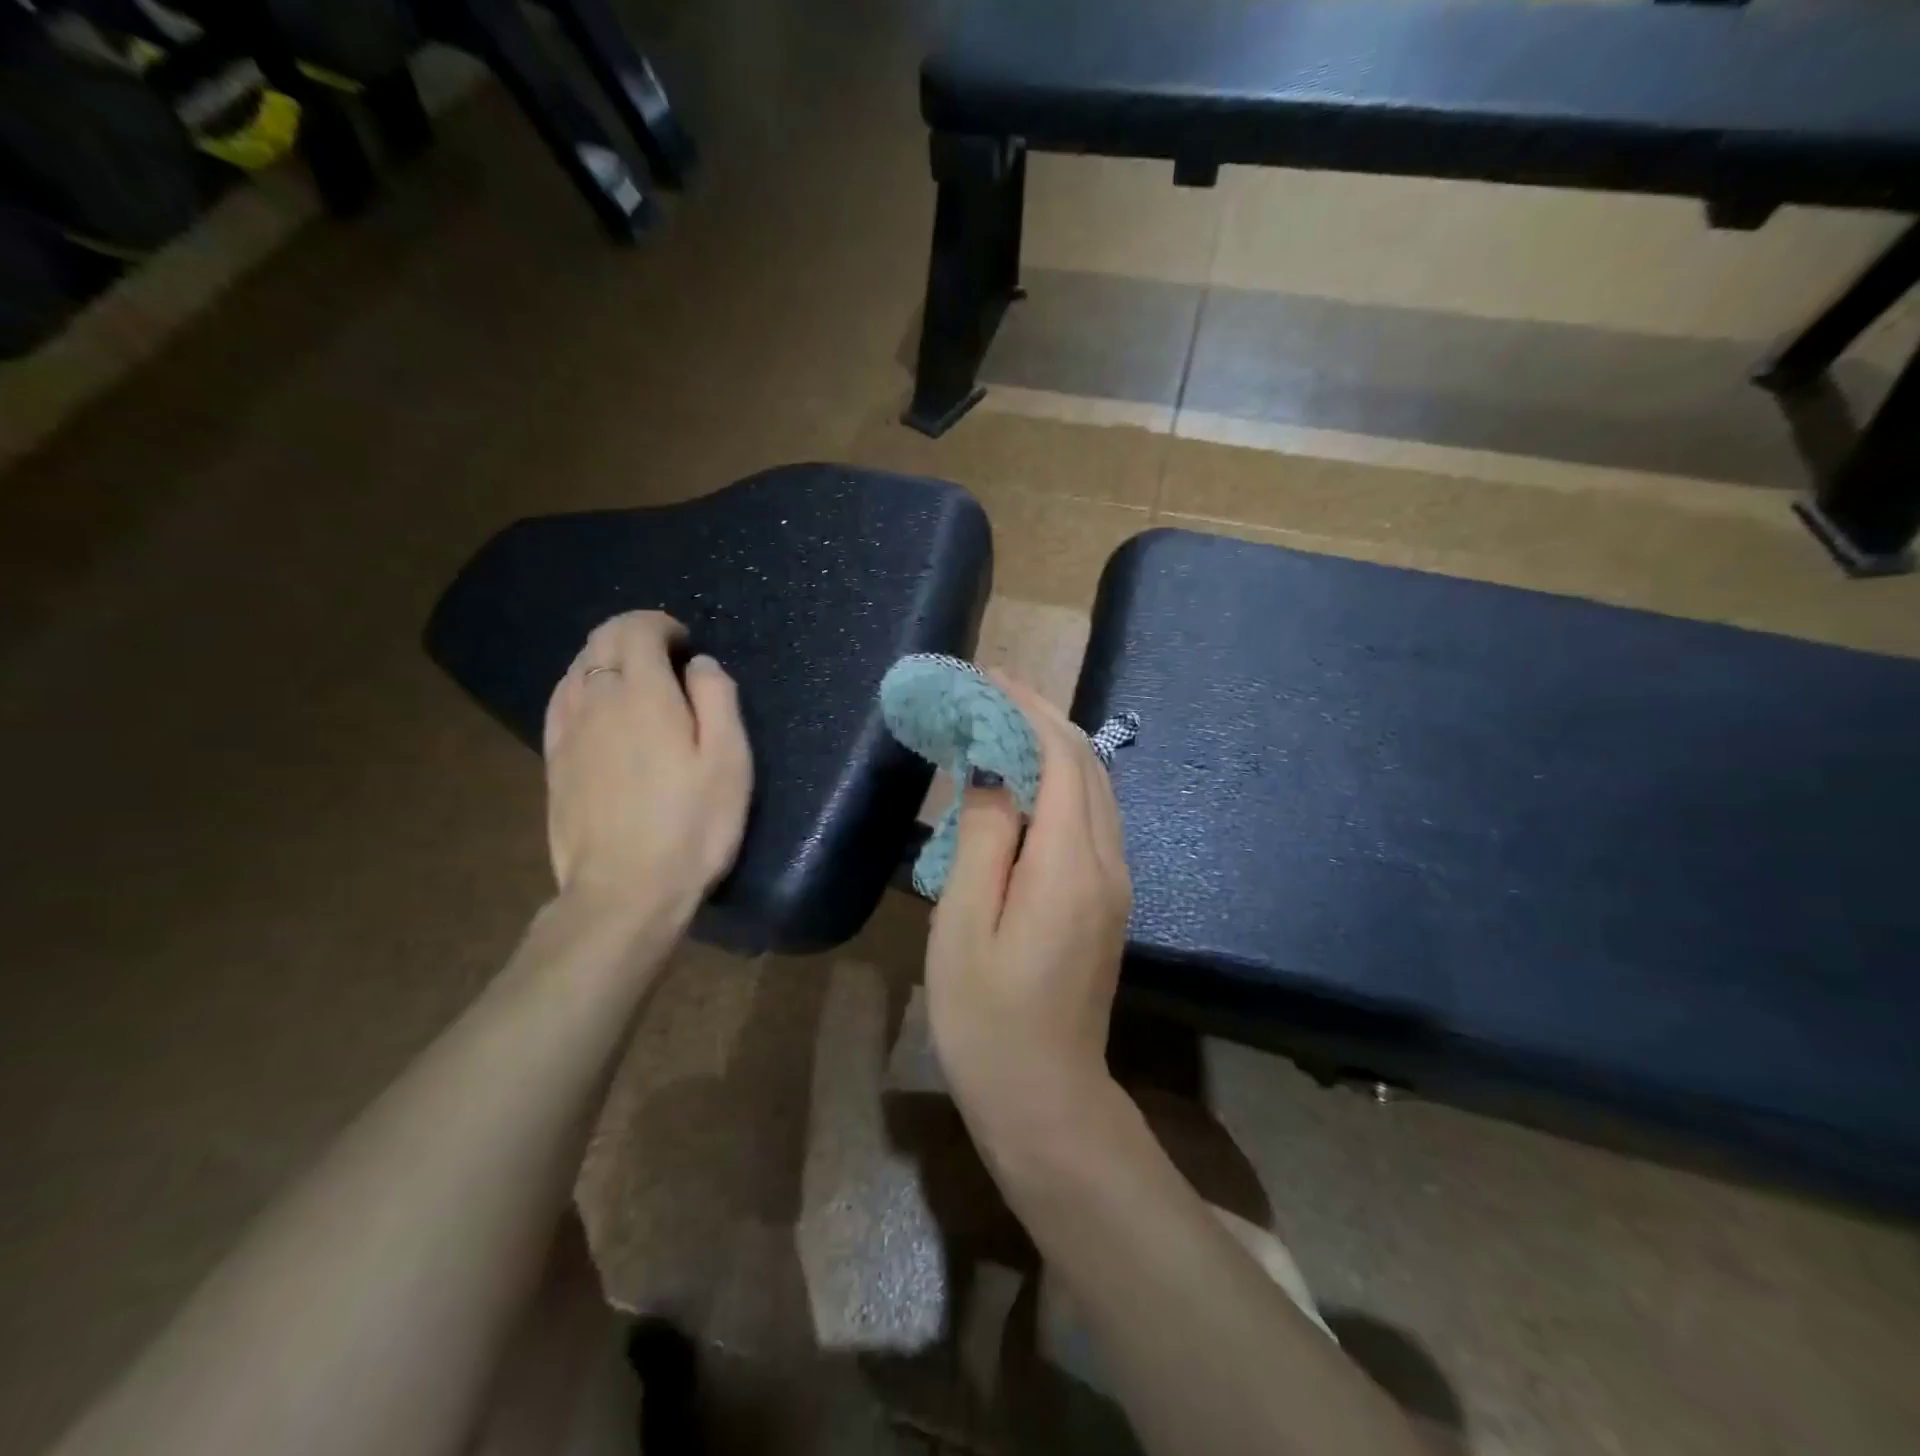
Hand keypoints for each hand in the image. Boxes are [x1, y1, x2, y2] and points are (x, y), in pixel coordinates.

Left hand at [543, 611, 752, 926]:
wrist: (625, 891)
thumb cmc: (692, 826)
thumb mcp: (729, 762)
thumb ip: (718, 699)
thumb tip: (699, 664)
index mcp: (643, 694)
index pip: (636, 629)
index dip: (661, 624)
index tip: (686, 642)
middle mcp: (596, 700)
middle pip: (601, 641)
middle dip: (632, 633)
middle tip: (665, 654)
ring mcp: (567, 732)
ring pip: (577, 668)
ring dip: (606, 658)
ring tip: (636, 679)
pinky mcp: (553, 762)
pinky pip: (561, 702)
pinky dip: (581, 686)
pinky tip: (597, 706)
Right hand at [924, 673, 1132, 1159]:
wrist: (1045, 1096)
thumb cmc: (986, 1017)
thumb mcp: (964, 924)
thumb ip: (983, 840)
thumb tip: (992, 777)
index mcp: (1069, 865)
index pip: (1061, 758)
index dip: (1029, 710)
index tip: (990, 679)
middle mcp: (1107, 862)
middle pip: (1087, 765)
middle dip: (1044, 718)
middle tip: (993, 694)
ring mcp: (1116, 882)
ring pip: (1095, 789)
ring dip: (1055, 748)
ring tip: (1004, 727)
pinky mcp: (1110, 900)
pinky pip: (1092, 818)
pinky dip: (1062, 783)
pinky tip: (1024, 784)